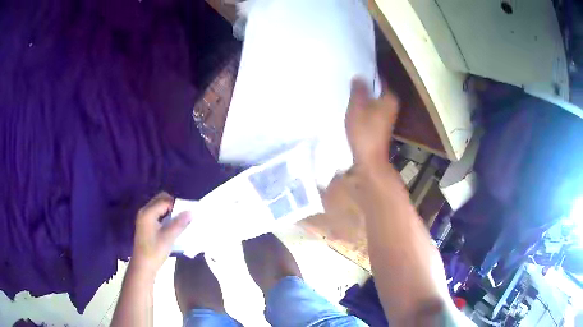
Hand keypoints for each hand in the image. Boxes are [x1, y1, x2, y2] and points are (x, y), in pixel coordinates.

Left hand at [132, 192, 191, 277]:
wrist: (143, 266)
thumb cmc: (155, 252)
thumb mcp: (169, 238)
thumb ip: (180, 223)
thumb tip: (191, 211)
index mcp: (148, 213)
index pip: (165, 201)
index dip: (177, 205)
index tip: (187, 214)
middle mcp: (144, 211)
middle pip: (160, 199)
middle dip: (173, 204)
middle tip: (183, 215)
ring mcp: (143, 217)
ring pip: (158, 205)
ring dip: (169, 209)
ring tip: (179, 220)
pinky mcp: (145, 223)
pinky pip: (156, 212)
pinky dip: (165, 214)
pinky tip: (170, 225)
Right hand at [345, 78, 398, 170]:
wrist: (369, 159)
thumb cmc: (365, 130)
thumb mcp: (358, 106)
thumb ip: (358, 89)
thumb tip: (358, 76)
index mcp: (389, 98)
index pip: (379, 80)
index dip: (367, 75)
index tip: (354, 72)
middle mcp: (391, 106)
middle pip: (376, 91)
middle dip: (363, 87)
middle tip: (348, 81)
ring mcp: (386, 117)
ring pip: (373, 101)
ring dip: (362, 98)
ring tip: (348, 93)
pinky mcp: (380, 125)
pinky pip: (371, 111)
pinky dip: (363, 108)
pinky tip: (352, 108)